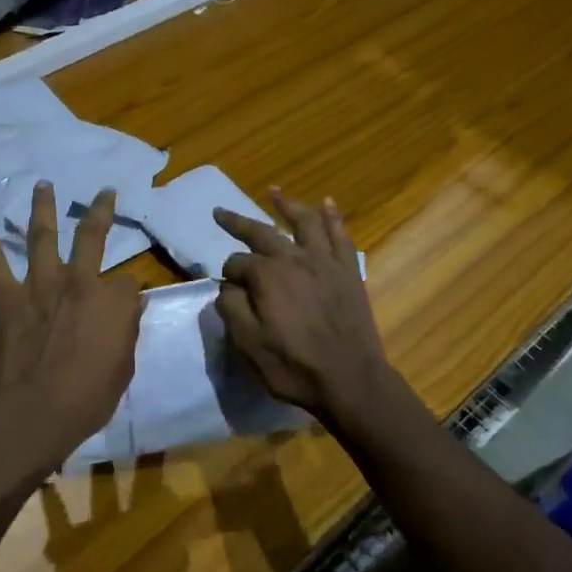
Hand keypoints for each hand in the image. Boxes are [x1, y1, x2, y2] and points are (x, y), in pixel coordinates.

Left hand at [0, 182, 143, 484]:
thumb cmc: (86, 401)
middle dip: (102, 211)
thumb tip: (127, 310)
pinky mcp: (6, 296)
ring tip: (43, 185)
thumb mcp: (122, 370)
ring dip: (44, 207)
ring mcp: (40, 285)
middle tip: (105, 194)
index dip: (127, 294)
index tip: (124, 305)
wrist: (32, 414)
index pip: (129, 283)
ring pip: (43, 235)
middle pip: (93, 236)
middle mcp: (80, 282)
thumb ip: (125, 334)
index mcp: (114, 302)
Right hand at [214, 190, 396, 426]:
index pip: (236, 264)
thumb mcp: (248, 344)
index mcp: (267, 276)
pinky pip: (340, 236)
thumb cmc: (294, 366)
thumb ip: (232, 309)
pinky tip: (327, 204)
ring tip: (273, 191)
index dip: (227, 275)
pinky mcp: (348, 271)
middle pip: (262, 232)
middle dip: (237, 222)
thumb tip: (228, 286)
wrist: (351, 380)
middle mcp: (294, 259)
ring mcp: (325, 262)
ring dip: (287, 205)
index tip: (227, 290)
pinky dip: (332, 217)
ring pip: (304, 222)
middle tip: (220, 212)